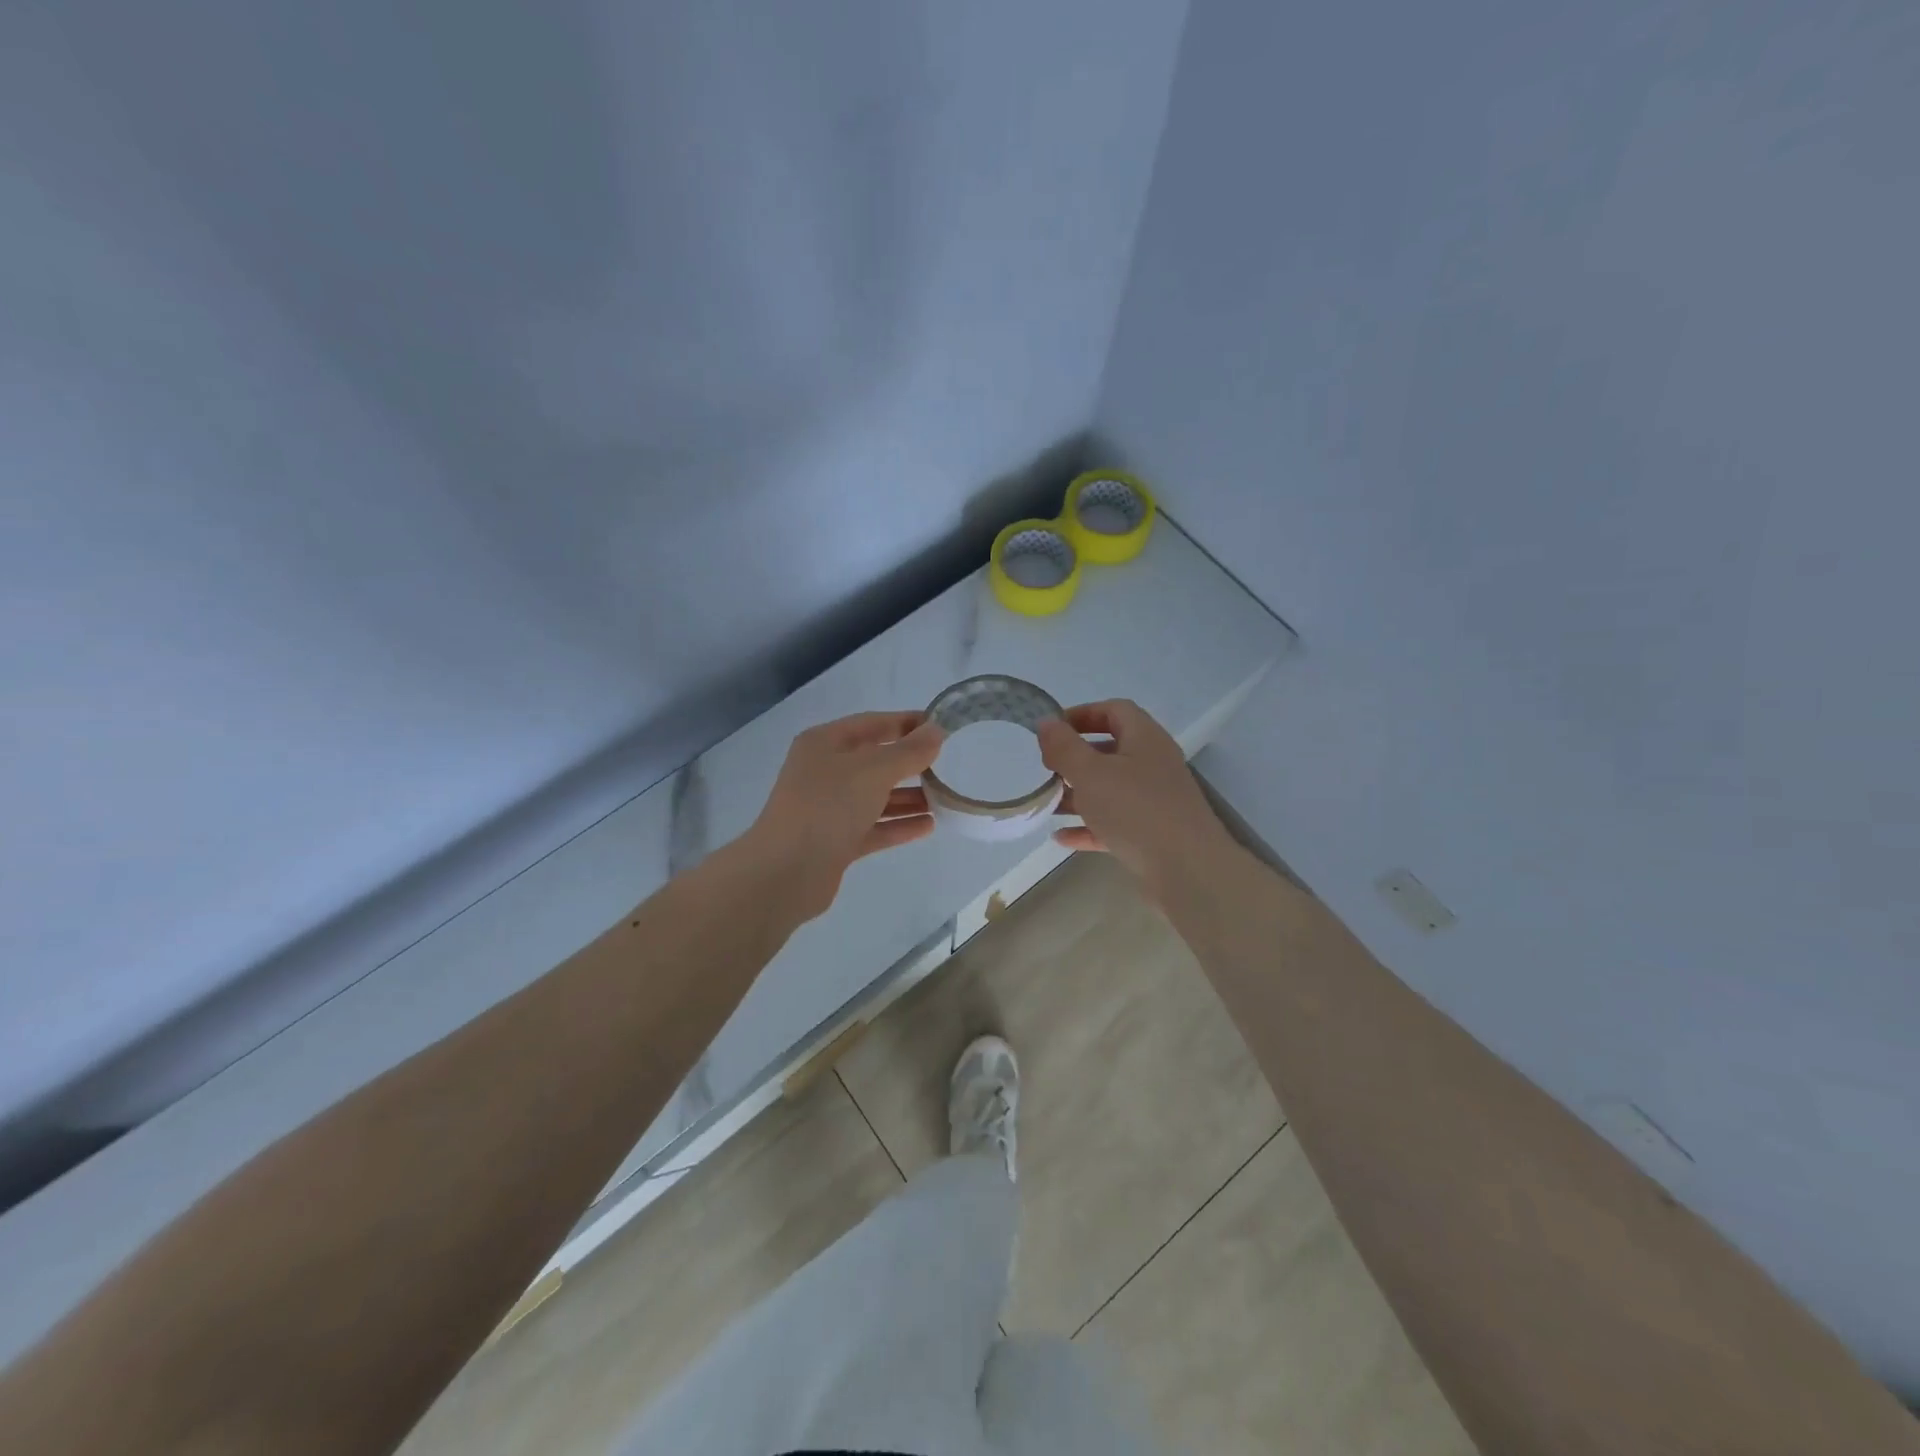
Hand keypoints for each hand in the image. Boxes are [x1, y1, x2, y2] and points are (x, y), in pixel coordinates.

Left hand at [745, 711, 944, 921]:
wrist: (786, 872)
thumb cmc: (828, 806)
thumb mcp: (873, 770)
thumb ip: (909, 751)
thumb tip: (936, 731)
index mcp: (825, 744)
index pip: (872, 724)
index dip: (906, 723)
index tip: (941, 725)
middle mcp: (825, 772)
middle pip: (875, 761)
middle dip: (910, 762)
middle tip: (947, 765)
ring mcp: (829, 809)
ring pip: (876, 797)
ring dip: (909, 797)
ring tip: (945, 798)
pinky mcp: (836, 842)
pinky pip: (874, 827)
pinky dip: (899, 825)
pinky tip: (929, 825)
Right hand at [1038, 700, 1234, 894]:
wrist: (1187, 870)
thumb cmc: (1135, 810)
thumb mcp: (1090, 773)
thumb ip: (1064, 747)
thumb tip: (1046, 723)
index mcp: (1145, 739)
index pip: (1114, 710)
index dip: (1082, 714)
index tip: (1052, 730)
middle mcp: (1153, 764)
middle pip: (1111, 750)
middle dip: (1075, 758)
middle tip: (1046, 768)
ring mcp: (1155, 801)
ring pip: (1111, 789)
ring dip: (1078, 794)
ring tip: (1046, 803)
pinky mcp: (1152, 834)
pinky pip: (1115, 823)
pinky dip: (1089, 826)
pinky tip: (1061, 837)